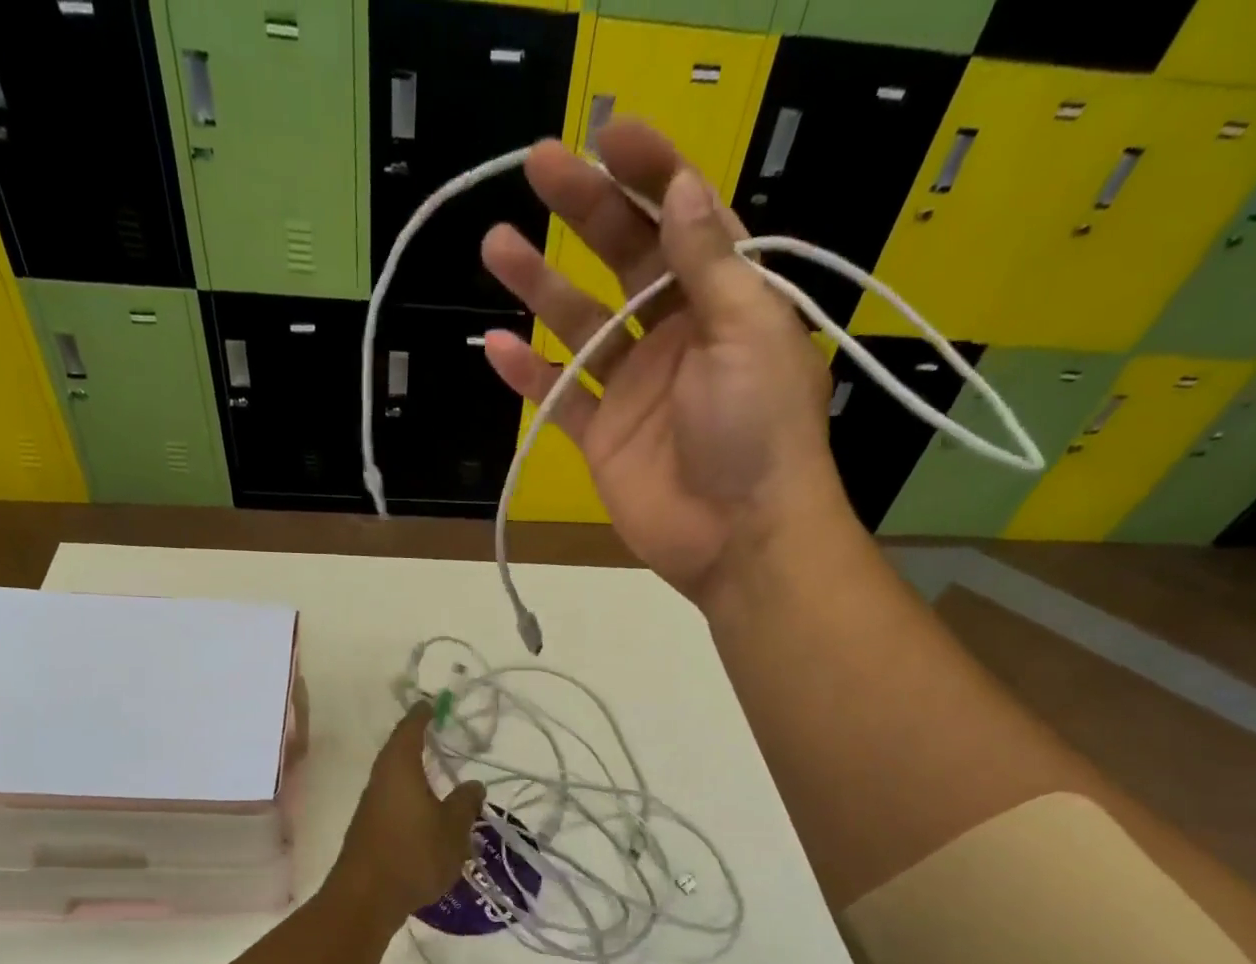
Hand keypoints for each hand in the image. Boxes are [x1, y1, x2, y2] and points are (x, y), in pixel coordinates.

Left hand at [329, 704, 486, 921]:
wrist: (365, 898)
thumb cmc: (413, 854)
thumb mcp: (453, 829)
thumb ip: (465, 804)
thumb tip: (473, 784)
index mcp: (400, 769)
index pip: (410, 731)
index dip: (421, 716)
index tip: (431, 704)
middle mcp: (380, 781)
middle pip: (397, 752)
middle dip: (416, 742)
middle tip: (436, 734)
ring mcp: (371, 807)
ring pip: (394, 779)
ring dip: (413, 773)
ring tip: (436, 774)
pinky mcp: (369, 830)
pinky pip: (392, 801)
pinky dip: (409, 797)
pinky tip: (425, 812)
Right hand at [482, 121, 852, 602]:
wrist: (741, 537)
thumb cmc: (759, 429)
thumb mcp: (747, 330)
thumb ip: (708, 262)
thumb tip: (680, 187)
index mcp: (725, 302)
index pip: (684, 220)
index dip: (650, 172)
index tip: (606, 135)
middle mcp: (678, 336)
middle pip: (625, 260)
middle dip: (585, 211)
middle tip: (537, 167)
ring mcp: (635, 390)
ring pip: (581, 326)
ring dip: (540, 287)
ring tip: (496, 245)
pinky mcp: (604, 440)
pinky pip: (560, 399)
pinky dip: (530, 376)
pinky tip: (497, 347)